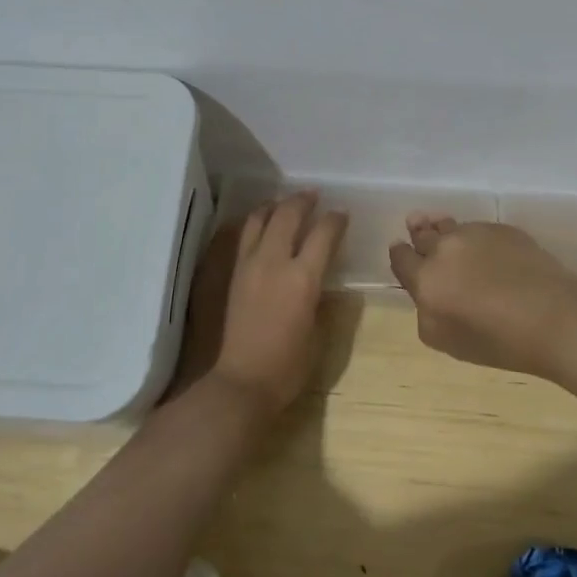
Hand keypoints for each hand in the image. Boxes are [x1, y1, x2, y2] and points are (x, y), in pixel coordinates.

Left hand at [197, 191, 346, 414]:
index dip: (335, 220)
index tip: (342, 214)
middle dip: (303, 201)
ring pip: (260, 219)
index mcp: (303, 278)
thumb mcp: (318, 331)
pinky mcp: (234, 273)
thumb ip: (320, 297)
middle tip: (314, 196)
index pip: (323, 234)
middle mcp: (274, 262)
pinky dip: (257, 221)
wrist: (243, 381)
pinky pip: (245, 235)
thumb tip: (321, 279)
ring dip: (276, 206)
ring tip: (285, 202)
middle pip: (288, 215)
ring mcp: (249, 265)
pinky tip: (263, 223)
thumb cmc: (289, 365)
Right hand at [388, 216, 576, 381]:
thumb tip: (427, 295)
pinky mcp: (504, 229)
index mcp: (425, 278)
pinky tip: (488, 252)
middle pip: (422, 233)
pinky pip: (479, 229)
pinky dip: (476, 238)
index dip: (400, 255)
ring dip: (444, 230)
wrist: (554, 318)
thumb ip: (425, 312)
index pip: (400, 256)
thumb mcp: (445, 341)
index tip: (402, 253)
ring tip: (449, 236)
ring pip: (450, 226)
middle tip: (418, 228)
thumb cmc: (497, 340)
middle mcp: (445, 248)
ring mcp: (476, 233)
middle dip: (418, 233)